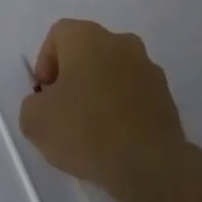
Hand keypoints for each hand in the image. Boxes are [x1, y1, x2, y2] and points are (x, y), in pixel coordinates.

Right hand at [19, 19, 190, 198]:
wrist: (149, 165)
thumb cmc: (85, 131)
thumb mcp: (34, 121)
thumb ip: (33, 104)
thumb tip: (46, 105)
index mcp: (87, 38)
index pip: (58, 36)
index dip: (45, 64)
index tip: (46, 96)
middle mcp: (121, 43)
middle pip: (88, 53)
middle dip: (73, 78)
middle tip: (64, 112)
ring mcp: (149, 69)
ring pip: (113, 74)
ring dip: (100, 93)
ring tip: (92, 131)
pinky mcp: (167, 97)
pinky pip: (134, 96)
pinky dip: (122, 110)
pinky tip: (116, 140)